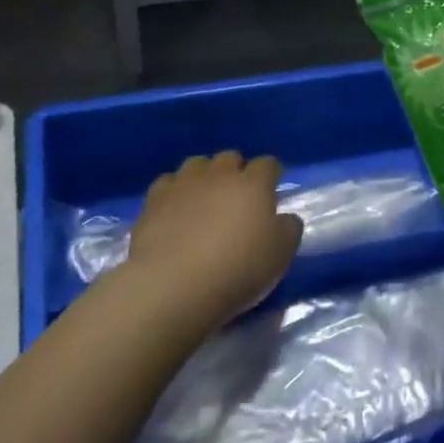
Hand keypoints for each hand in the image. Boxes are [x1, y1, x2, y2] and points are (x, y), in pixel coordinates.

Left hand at [122, 152, 304, 333]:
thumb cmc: (238, 270)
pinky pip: (168, 183)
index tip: (273, 188)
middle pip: (230, 157)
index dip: (272, 174)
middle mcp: (219, 175)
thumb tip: (285, 217)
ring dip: (204, 176)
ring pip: (197, 164)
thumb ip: (288, 229)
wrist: (174, 284)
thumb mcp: (281, 255)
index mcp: (254, 185)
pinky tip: (175, 210)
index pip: (268, 164)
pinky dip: (175, 192)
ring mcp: (184, 183)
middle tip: (237, 197)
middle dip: (236, 171)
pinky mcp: (154, 199)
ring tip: (204, 199)